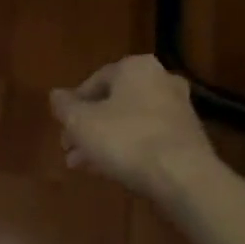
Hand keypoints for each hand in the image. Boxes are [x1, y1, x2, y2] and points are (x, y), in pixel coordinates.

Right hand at [50, 55, 217, 202]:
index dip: (74, 105)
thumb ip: (65, 107)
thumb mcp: (82, 123)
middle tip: (70, 149)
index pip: (95, 80)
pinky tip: (112, 170)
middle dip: (89, 127)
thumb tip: (55, 95)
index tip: (63, 128)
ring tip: (84, 165)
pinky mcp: (189, 137)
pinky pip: (149, 138)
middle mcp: (161, 80)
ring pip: (130, 122)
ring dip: (106, 141)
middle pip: (114, 103)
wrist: (183, 176)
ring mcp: (179, 109)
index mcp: (135, 67)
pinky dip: (129, 149)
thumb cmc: (126, 139)